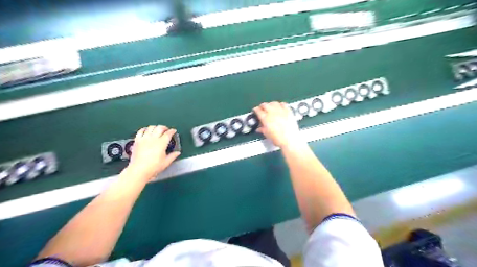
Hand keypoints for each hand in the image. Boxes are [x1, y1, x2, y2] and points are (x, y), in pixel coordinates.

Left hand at [126, 125, 179, 181]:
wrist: (139, 170)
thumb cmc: (153, 167)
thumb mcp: (166, 162)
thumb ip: (173, 156)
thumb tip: (177, 153)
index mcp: (161, 143)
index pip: (168, 133)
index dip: (172, 131)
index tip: (173, 131)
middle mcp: (153, 139)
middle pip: (160, 128)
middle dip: (164, 127)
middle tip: (166, 130)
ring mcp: (144, 139)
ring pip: (150, 127)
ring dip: (155, 127)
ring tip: (157, 129)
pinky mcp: (137, 141)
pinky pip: (141, 131)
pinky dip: (144, 129)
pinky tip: (146, 131)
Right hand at [253, 101, 304, 148]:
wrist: (290, 140)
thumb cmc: (278, 139)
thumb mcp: (267, 135)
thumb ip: (262, 130)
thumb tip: (259, 129)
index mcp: (265, 118)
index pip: (258, 110)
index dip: (256, 109)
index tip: (255, 110)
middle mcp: (272, 113)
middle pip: (265, 105)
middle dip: (262, 106)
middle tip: (262, 108)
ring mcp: (281, 111)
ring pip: (274, 103)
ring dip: (270, 104)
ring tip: (270, 106)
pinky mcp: (288, 111)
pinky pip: (283, 104)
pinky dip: (280, 104)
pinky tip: (280, 106)